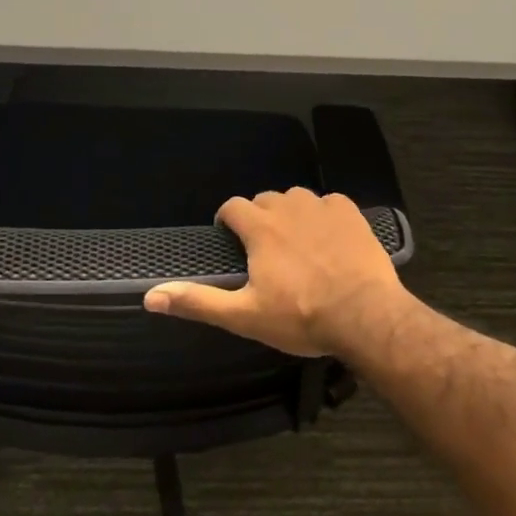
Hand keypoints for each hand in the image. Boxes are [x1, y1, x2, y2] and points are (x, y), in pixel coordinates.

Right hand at [143, 187, 407, 356]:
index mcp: (260, 228)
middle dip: (259, 217)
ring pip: (297, 198)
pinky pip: (330, 202)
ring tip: (295, 241)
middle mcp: (289, 207)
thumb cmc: (301, 317)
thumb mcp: (244, 316)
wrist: (365, 315)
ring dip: (290, 213)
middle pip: (265, 200)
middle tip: (263, 248)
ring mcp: (322, 207)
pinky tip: (329, 236)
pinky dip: (324, 214)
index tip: (229, 237)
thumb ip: (198, 301)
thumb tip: (151, 296)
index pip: (233, 207)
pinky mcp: (351, 213)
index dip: (227, 219)